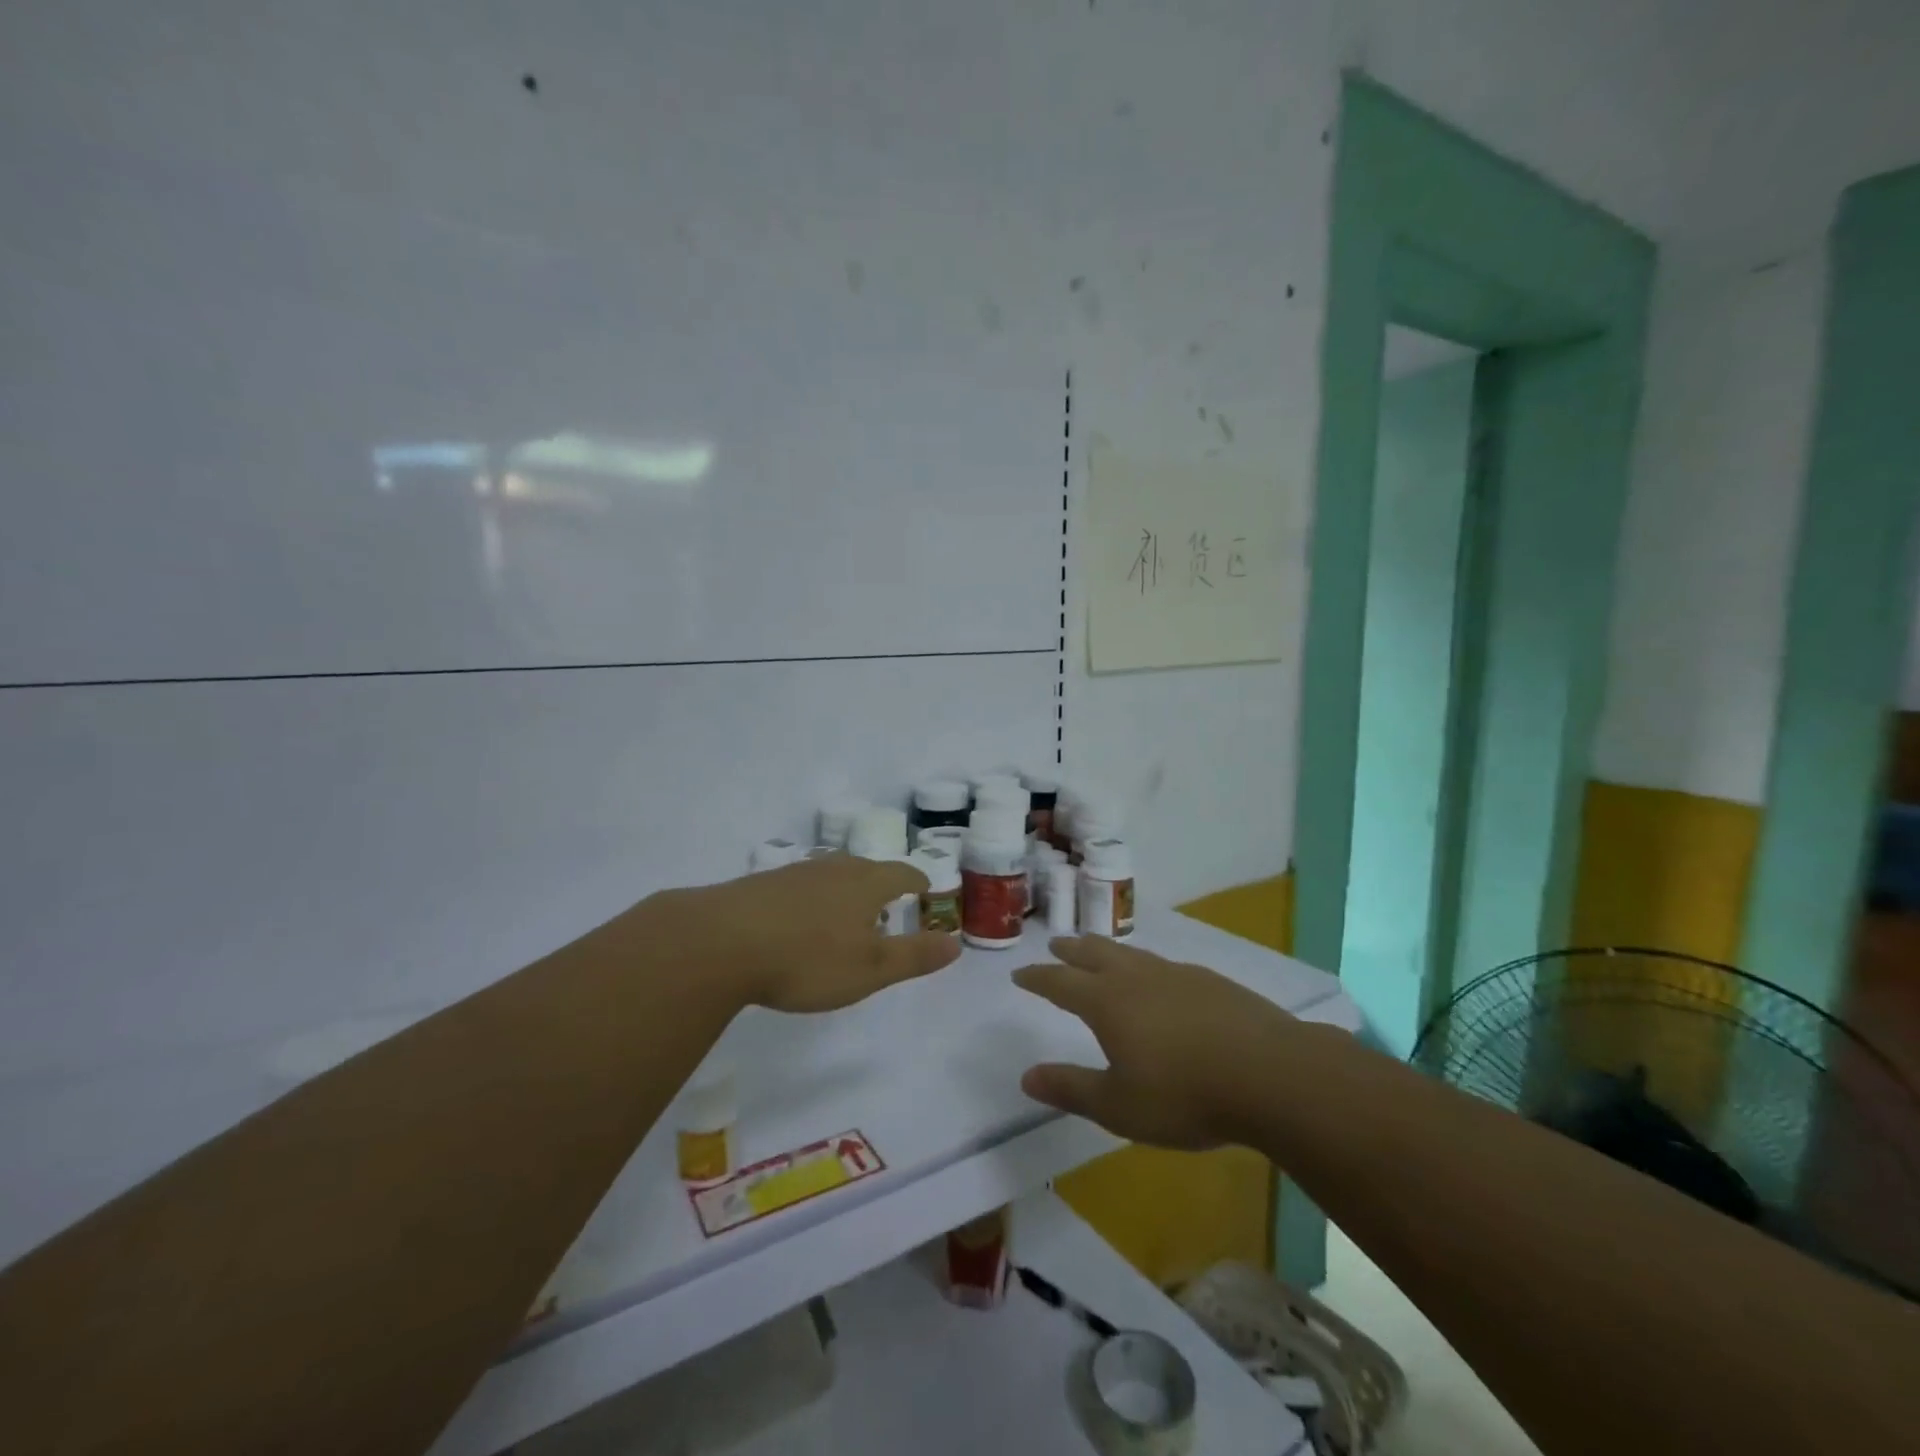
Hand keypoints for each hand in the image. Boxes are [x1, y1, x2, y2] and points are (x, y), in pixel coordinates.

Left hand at [659, 853, 960, 1013]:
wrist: (721, 942)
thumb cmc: (807, 959)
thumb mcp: (870, 969)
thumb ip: (914, 956)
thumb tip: (956, 943)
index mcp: (865, 885)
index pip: (901, 874)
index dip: (917, 881)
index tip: (925, 889)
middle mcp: (833, 870)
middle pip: (866, 868)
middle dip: (881, 883)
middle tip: (888, 903)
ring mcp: (794, 874)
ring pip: (830, 874)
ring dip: (845, 889)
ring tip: (846, 912)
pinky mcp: (761, 885)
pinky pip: (799, 886)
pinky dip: (811, 899)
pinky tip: (799, 919)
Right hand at [1013, 935, 1296, 1149]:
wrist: (1271, 1074)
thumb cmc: (1185, 1095)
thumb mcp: (1118, 1106)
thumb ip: (1070, 1089)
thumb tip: (1026, 1076)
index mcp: (1107, 1002)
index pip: (1061, 982)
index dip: (1038, 978)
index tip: (1020, 974)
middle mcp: (1137, 978)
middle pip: (1094, 953)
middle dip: (1071, 950)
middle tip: (1057, 946)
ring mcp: (1177, 975)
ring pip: (1131, 954)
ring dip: (1107, 950)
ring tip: (1100, 952)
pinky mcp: (1210, 981)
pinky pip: (1165, 965)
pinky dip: (1146, 965)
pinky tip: (1159, 978)